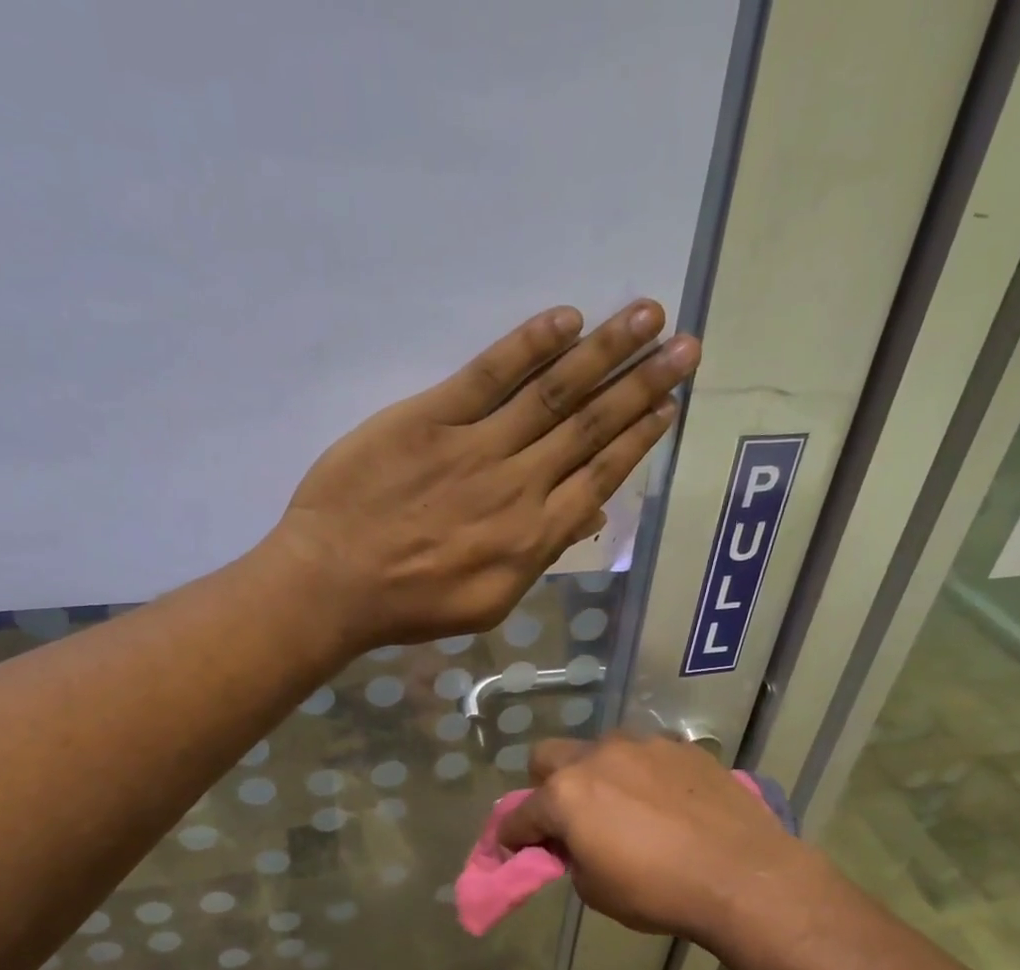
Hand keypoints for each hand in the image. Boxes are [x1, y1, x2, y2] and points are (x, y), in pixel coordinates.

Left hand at [268, 301, 699, 649]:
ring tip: (648, 314)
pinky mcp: (430, 418)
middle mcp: (519, 485)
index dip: (640, 437)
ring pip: (553, 393)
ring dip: (605, 351)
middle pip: (591, 426)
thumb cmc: (411, 605)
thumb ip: (540, 557)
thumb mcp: (489, 603)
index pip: (601, 475)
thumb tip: (586, 515)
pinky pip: (488, 375)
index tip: (670, 404)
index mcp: (534, 537)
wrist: (334, 583)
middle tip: (685, 344)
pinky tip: (567, 319)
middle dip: (643, 383)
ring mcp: (476, 446)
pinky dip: (529, 346)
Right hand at [498, 736, 815, 947]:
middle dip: (546, 786)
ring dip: (598, 776)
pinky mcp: (682, 748)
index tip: (516, 850)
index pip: (519, 815)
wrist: (742, 875)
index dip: (511, 836)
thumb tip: (575, 844)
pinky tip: (667, 804)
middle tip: (568, 818)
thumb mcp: (596, 890)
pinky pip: (646, 756)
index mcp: (566, 794)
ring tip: (626, 808)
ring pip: (601, 751)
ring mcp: (643, 746)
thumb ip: (572, 858)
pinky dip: (642, 776)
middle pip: (548, 757)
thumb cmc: (658, 891)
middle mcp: (597, 757)